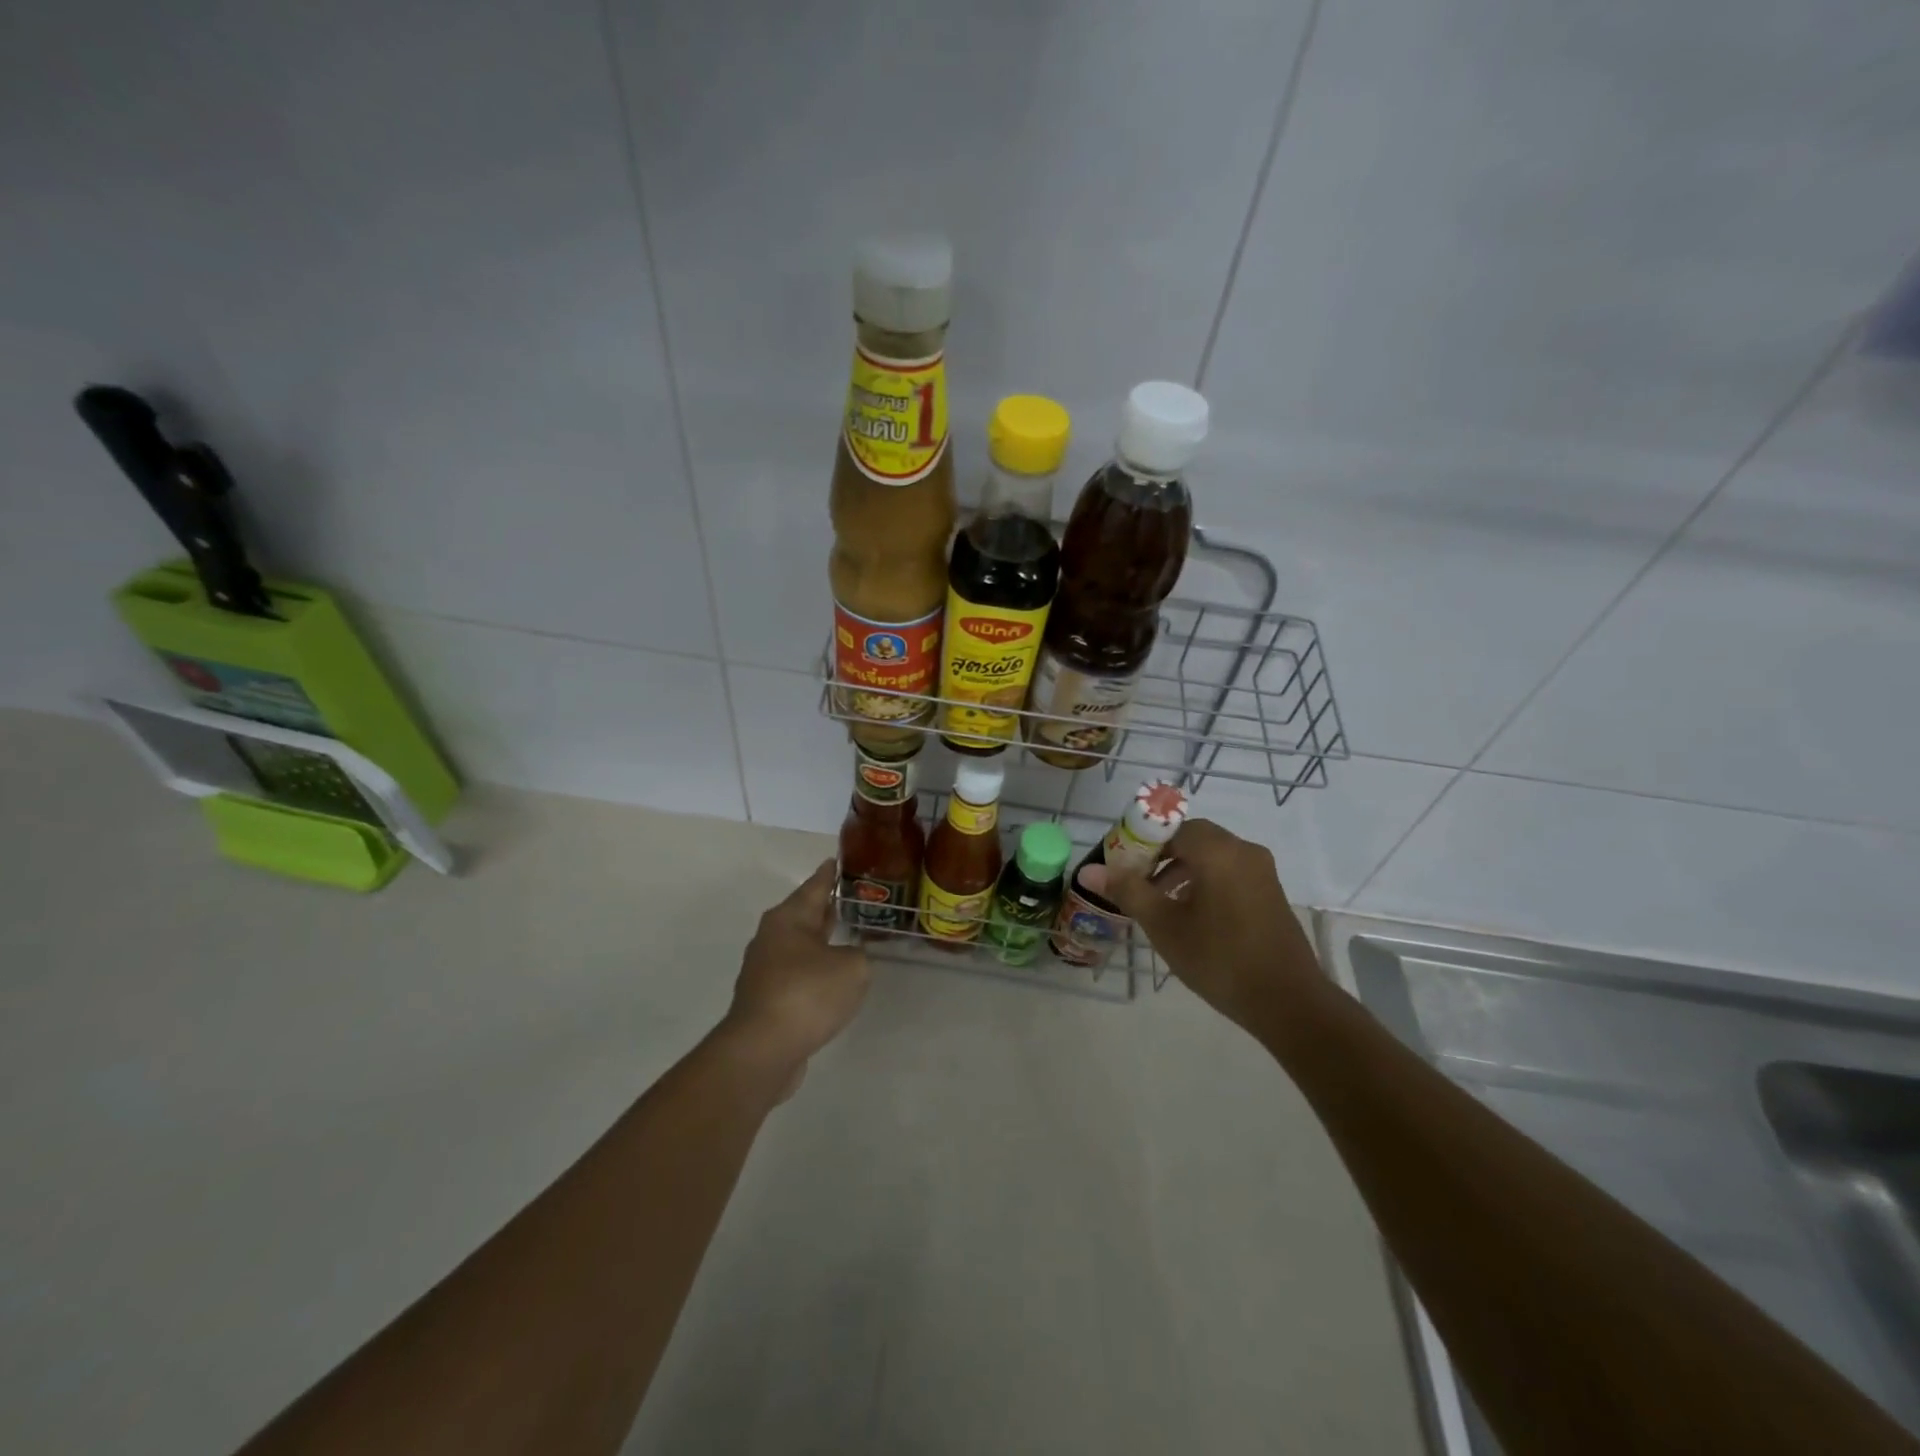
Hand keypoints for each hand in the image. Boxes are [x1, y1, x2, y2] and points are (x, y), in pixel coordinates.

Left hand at [721, 859, 871, 1095]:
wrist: (762, 1050)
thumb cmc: (807, 994)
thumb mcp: (852, 968)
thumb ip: (858, 955)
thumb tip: (847, 958)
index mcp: (789, 918)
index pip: (815, 885)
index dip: (830, 873)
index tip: (839, 859)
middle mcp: (772, 937)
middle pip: (804, 914)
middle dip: (827, 907)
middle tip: (852, 897)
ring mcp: (765, 969)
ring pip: (800, 945)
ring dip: (821, 941)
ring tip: (848, 936)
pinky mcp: (766, 999)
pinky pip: (796, 973)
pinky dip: (815, 970)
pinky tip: (832, 978)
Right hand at [1080, 819, 1323, 1026]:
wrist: (1288, 1002)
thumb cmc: (1220, 959)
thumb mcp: (1165, 926)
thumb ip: (1128, 891)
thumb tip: (1089, 871)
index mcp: (1217, 851)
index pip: (1169, 826)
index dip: (1140, 841)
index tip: (1120, 865)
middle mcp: (1242, 850)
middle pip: (1191, 838)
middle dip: (1159, 855)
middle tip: (1135, 882)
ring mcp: (1261, 871)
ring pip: (1210, 855)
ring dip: (1180, 869)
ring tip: (1157, 902)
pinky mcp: (1269, 892)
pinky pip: (1228, 871)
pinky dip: (1204, 880)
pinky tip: (1190, 914)